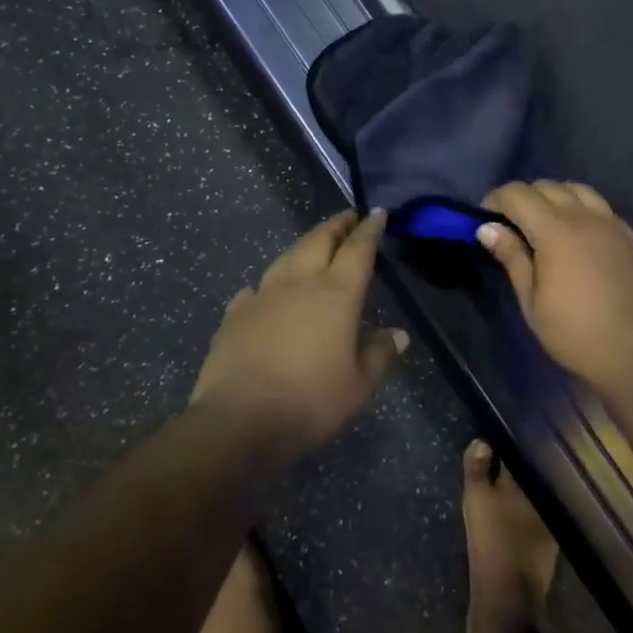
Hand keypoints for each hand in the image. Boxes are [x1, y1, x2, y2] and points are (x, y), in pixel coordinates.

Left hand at [192, 209, 407, 457]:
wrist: (239, 420)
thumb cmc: (310, 402)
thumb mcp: (358, 385)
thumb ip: (379, 355)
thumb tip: (398, 334)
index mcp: (336, 295)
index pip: (357, 250)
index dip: (369, 230)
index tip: (377, 213)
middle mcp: (300, 284)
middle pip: (318, 241)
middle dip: (336, 226)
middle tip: (347, 217)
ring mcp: (263, 296)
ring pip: (285, 257)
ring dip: (303, 245)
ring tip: (313, 244)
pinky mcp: (235, 316)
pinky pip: (254, 289)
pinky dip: (266, 284)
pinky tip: (262, 291)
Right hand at [480, 181, 632, 393]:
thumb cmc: (575, 333)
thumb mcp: (532, 302)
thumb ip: (512, 257)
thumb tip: (487, 228)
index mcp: (556, 230)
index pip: (518, 194)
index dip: (495, 200)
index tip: (484, 221)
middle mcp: (584, 216)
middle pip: (546, 186)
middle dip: (522, 198)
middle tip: (510, 226)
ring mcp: (611, 223)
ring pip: (575, 189)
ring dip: (553, 197)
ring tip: (543, 225)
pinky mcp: (628, 235)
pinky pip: (598, 205)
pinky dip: (579, 207)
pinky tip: (575, 234)